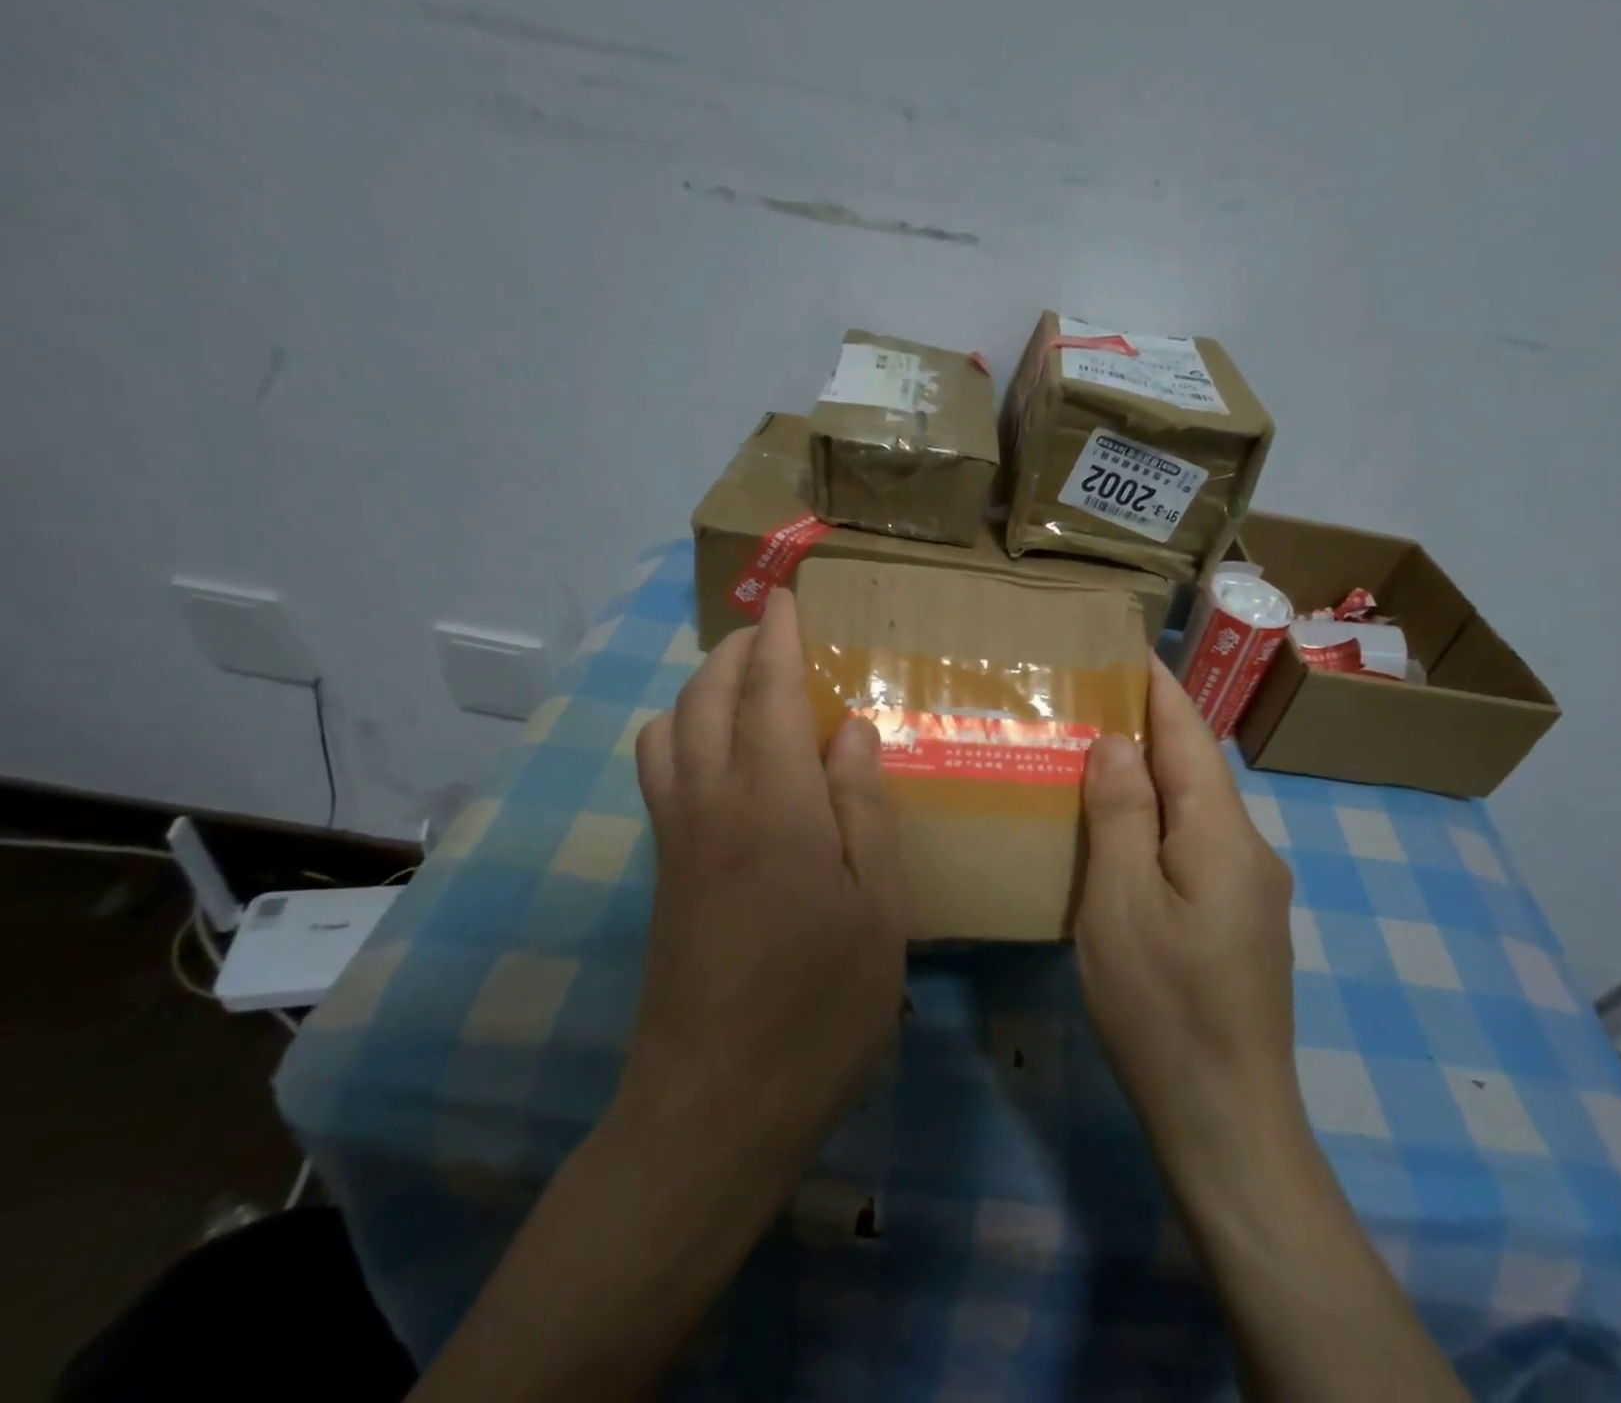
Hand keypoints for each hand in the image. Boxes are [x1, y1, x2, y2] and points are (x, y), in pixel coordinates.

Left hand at [618, 587, 909, 1187]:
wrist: (712, 1109)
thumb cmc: (819, 1009)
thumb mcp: (877, 910)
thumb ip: (863, 809)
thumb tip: (851, 729)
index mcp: (774, 806)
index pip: (768, 694)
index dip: (776, 638)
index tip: (784, 595)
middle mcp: (712, 804)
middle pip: (705, 698)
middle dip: (735, 651)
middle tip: (773, 634)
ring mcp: (676, 838)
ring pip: (669, 729)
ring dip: (701, 689)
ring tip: (746, 688)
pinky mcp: (662, 871)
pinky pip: (660, 771)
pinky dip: (681, 733)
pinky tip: (720, 759)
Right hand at [1075, 655, 1304, 1186]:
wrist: (1226, 1118)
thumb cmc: (1162, 1004)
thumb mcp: (1121, 902)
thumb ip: (1122, 814)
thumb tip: (1118, 740)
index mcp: (1224, 836)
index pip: (1192, 739)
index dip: (1163, 691)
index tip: (1133, 650)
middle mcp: (1250, 851)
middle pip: (1199, 771)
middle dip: (1154, 729)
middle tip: (1096, 701)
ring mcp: (1252, 891)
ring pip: (1198, 812)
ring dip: (1155, 777)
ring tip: (1101, 756)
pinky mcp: (1241, 923)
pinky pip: (1198, 848)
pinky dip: (1161, 822)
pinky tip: (1127, 834)